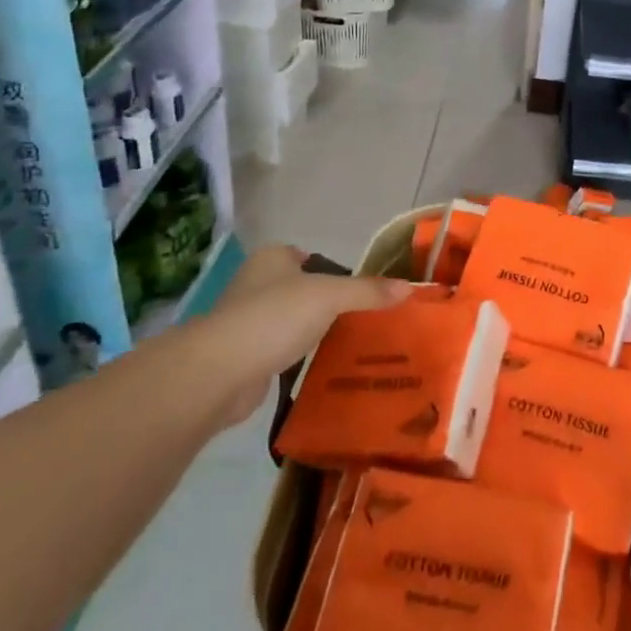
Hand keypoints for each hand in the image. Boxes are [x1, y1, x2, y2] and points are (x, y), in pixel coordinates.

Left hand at [197, 246, 409, 423]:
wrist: (219, 373)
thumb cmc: (275, 317)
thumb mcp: (331, 295)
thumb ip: (368, 291)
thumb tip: (410, 288)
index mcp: (272, 259)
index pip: (310, 257)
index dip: (335, 271)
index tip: (362, 291)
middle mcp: (256, 284)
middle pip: (303, 290)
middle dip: (328, 304)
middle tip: (364, 318)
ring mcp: (247, 322)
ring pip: (292, 322)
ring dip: (314, 333)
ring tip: (350, 344)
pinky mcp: (244, 357)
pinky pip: (282, 352)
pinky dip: (299, 358)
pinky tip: (323, 367)